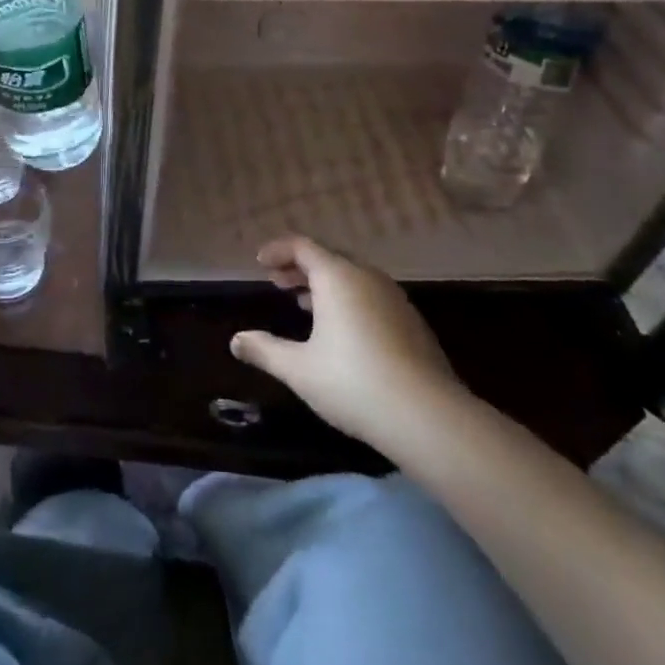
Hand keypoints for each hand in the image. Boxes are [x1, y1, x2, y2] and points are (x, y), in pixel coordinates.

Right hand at [230, 236, 467, 452]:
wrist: (429, 417)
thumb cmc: (353, 383)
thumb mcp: (299, 369)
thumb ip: (265, 350)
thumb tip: (235, 341)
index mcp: (337, 277)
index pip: (302, 246)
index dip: (278, 250)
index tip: (259, 262)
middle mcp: (366, 277)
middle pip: (328, 258)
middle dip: (299, 266)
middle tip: (277, 282)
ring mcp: (394, 299)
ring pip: (352, 278)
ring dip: (324, 284)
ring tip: (304, 304)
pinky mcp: (412, 322)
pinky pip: (370, 296)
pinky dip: (348, 300)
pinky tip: (341, 330)